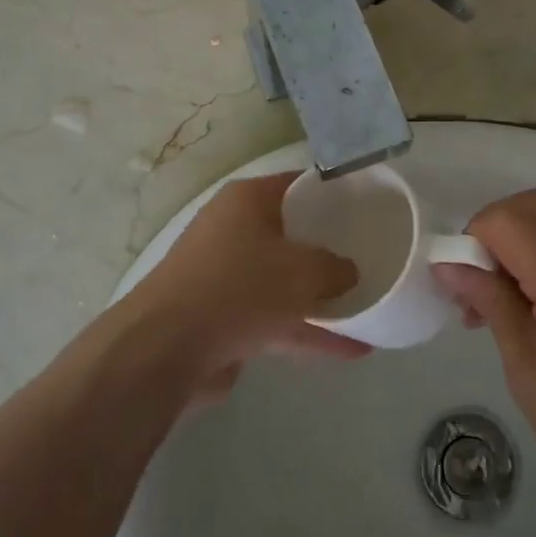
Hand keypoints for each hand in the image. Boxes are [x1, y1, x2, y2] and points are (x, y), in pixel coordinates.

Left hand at [127, 172, 368, 405]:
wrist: (166, 349)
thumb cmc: (239, 287)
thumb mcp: (303, 271)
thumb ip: (335, 268)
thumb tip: (348, 272)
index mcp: (247, 200)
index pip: (298, 185)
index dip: (333, 194)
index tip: (366, 208)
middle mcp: (232, 229)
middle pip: (291, 234)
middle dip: (327, 251)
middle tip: (369, 259)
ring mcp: (224, 276)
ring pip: (283, 281)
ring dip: (321, 298)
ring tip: (368, 311)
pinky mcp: (222, 317)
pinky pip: (274, 317)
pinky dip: (306, 330)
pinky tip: (349, 351)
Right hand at [434, 190, 535, 526]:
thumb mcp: (527, 370)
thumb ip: (491, 303)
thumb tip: (448, 264)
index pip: (507, 219)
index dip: (472, 239)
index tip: (459, 285)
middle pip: (534, 206)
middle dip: (494, 230)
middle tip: (477, 284)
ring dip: (519, 245)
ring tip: (499, 305)